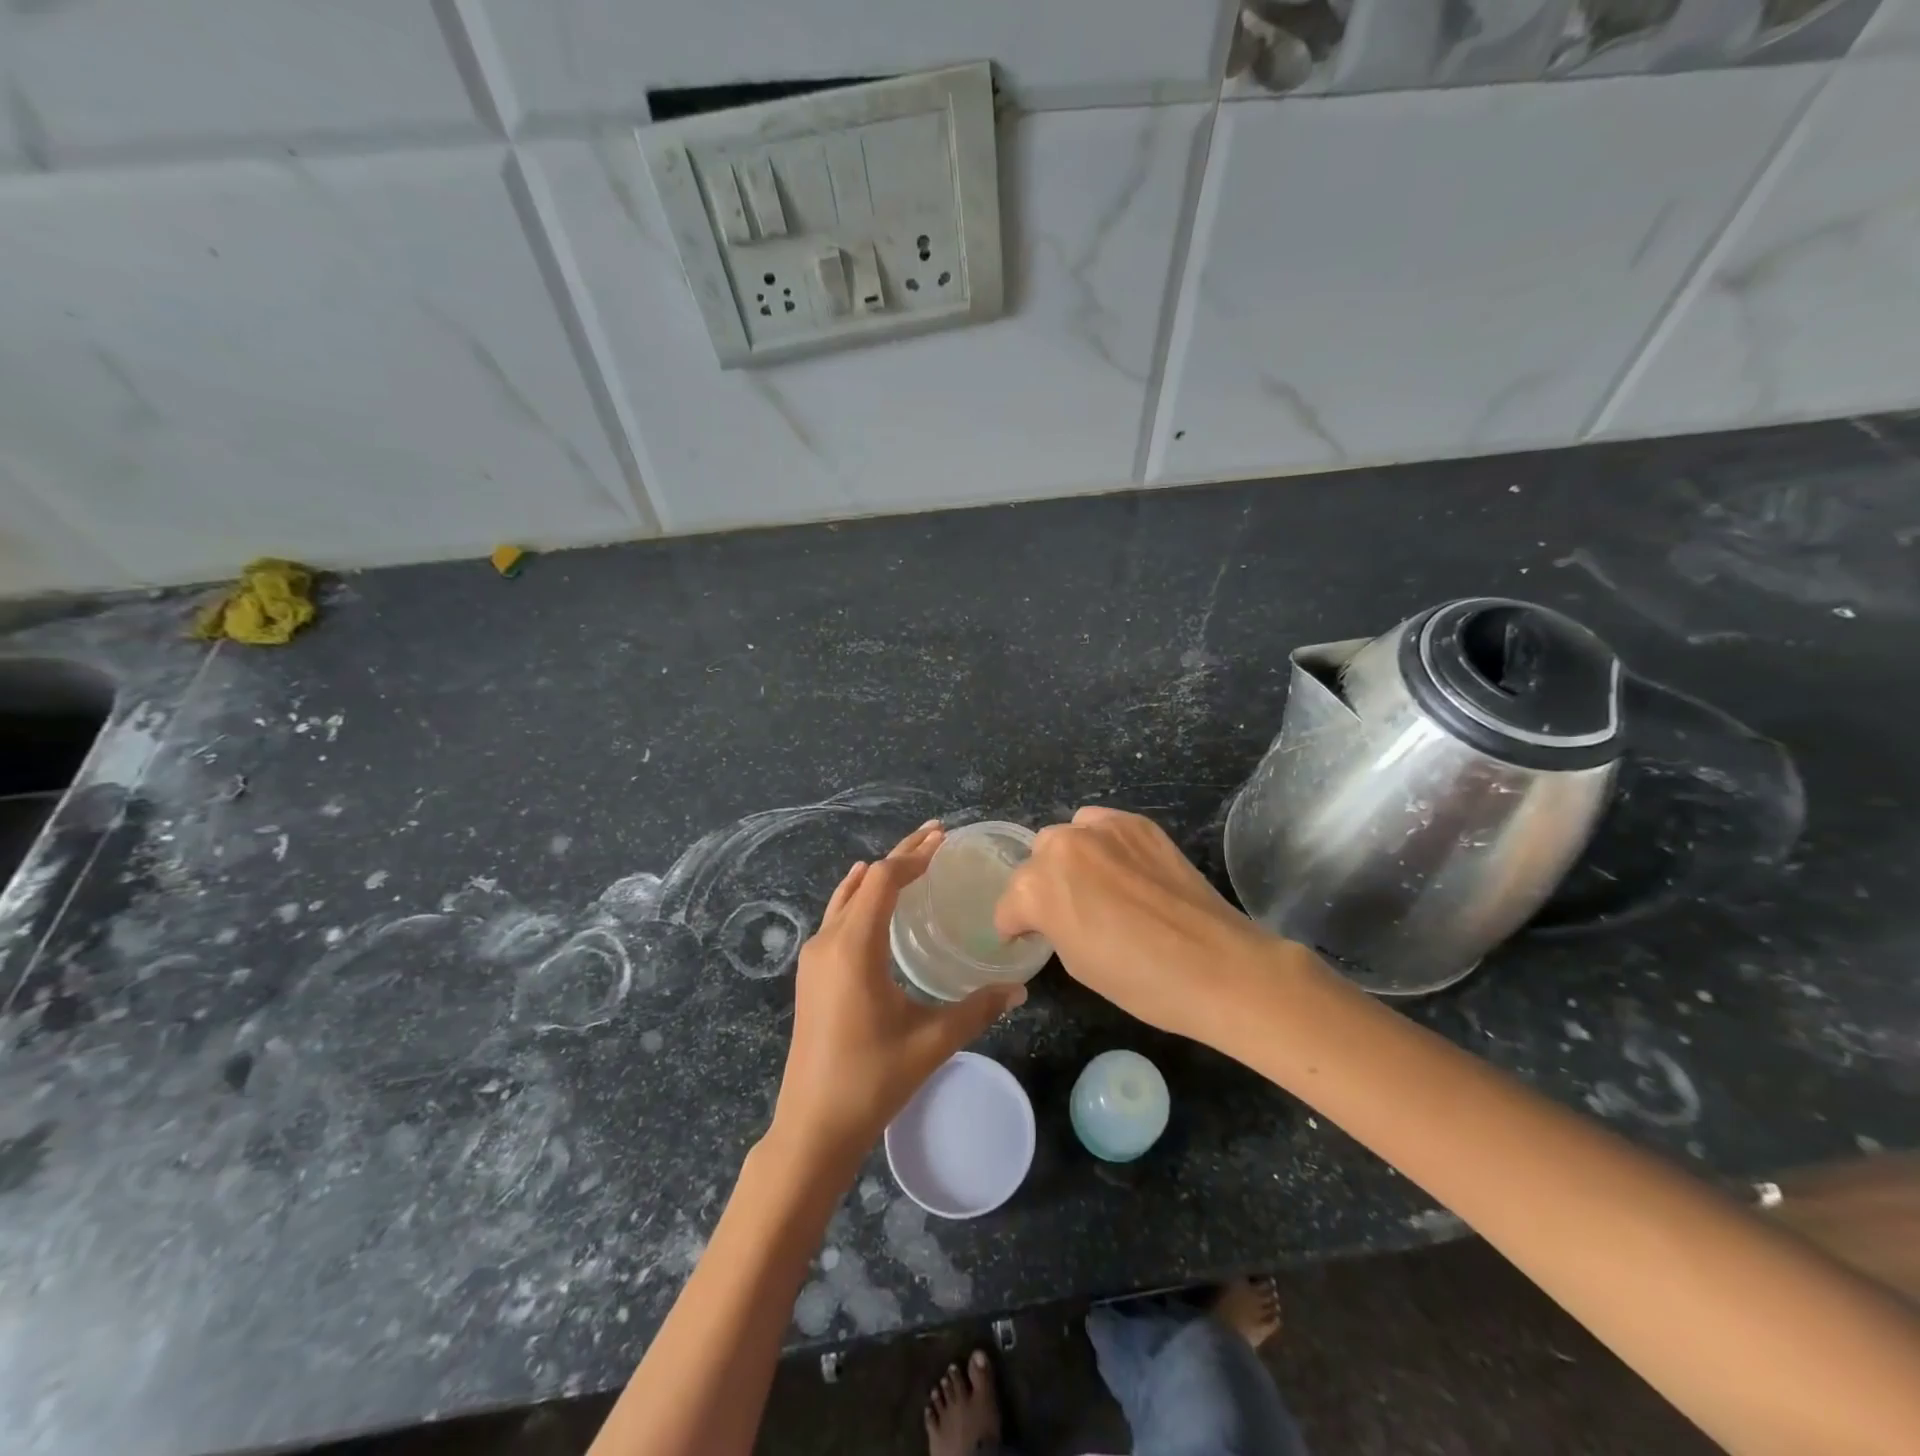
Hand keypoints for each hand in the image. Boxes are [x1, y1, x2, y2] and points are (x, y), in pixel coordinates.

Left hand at [768, 822, 1025, 1176]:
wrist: (812, 1127)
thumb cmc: (872, 1080)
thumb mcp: (932, 1041)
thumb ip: (978, 1008)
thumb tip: (1019, 987)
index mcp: (854, 947)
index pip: (882, 880)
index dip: (913, 856)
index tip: (943, 840)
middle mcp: (828, 942)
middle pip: (863, 880)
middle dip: (900, 856)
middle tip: (935, 837)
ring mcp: (814, 958)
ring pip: (846, 898)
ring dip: (877, 876)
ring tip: (912, 861)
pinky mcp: (811, 975)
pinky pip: (837, 917)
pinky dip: (860, 898)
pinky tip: (875, 903)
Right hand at [994, 806, 1279, 1040]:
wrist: (1217, 966)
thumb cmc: (1140, 981)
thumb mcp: (1076, 963)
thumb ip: (1051, 925)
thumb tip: (1053, 915)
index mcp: (1036, 888)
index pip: (1009, 905)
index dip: (1017, 927)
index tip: (1029, 939)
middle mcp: (1061, 847)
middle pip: (1035, 861)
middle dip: (1043, 886)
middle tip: (1068, 913)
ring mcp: (1101, 829)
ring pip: (1066, 835)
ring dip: (1070, 859)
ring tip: (1096, 885)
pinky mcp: (1137, 823)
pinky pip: (1101, 824)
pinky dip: (1102, 843)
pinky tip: (1123, 869)